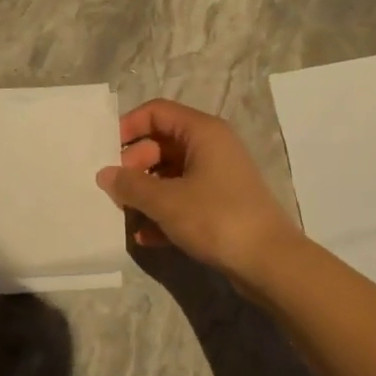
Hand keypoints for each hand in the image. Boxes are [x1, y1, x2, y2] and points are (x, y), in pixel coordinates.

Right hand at [96, 99, 302, 283]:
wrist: (270, 263)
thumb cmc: (216, 218)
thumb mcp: (165, 201)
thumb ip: (130, 185)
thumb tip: (105, 175)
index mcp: (202, 132)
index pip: (157, 112)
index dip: (128, 126)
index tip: (106, 151)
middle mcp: (212, 147)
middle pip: (161, 144)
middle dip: (134, 165)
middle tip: (114, 190)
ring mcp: (218, 177)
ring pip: (171, 174)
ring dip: (146, 193)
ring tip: (124, 214)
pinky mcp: (221, 205)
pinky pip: (183, 199)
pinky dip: (164, 213)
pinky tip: (145, 237)